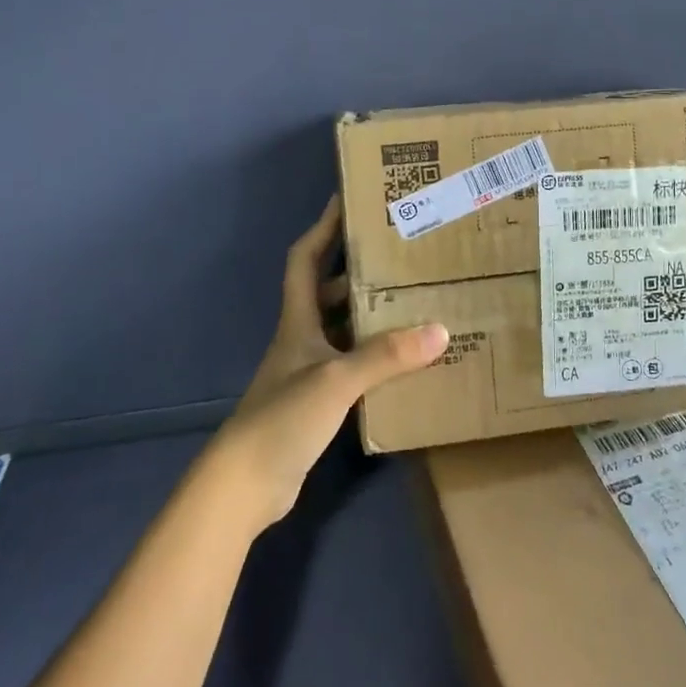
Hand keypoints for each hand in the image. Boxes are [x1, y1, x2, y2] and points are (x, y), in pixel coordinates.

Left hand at [202, 195, 447, 534]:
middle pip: (328, 291)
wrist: (245, 485)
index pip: (305, 259)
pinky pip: (353, 365)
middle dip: (360, 270)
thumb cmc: (283, 418)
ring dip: (372, 315)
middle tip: (401, 255)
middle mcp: (302, 339)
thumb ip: (386, 355)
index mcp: (299, 321)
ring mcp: (309, 372)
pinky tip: (405, 360)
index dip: (323, 228)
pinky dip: (376, 357)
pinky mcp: (318, 403)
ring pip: (343, 329)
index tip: (347, 201)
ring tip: (415, 300)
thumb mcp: (337, 380)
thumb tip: (441, 329)